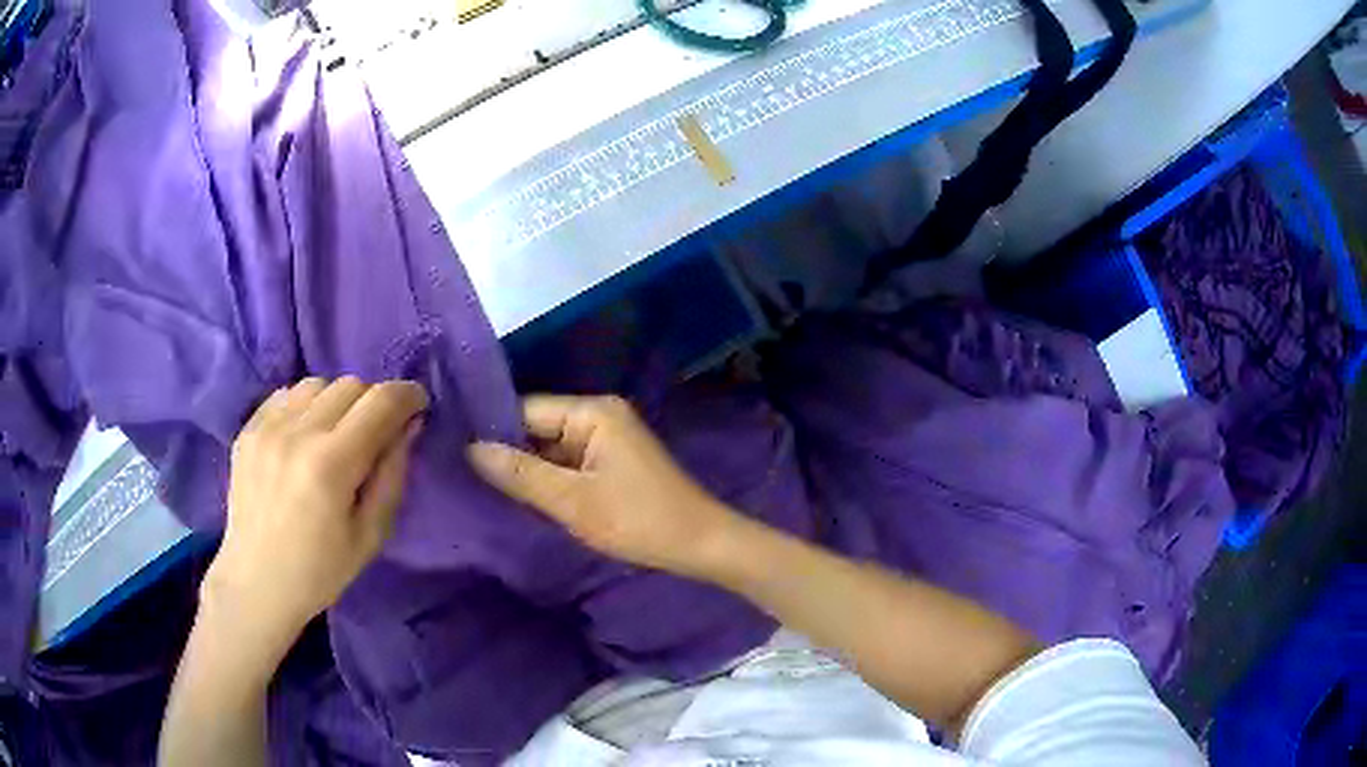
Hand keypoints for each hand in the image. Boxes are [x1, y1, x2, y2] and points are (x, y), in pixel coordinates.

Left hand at [204, 377, 427, 656]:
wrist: (256, 582)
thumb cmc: (321, 570)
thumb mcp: (371, 535)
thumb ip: (392, 474)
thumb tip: (409, 425)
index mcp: (331, 464)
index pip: (381, 402)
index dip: (408, 396)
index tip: (418, 407)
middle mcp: (297, 433)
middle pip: (351, 385)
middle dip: (374, 401)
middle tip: (377, 432)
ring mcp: (267, 427)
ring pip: (318, 384)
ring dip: (338, 401)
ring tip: (337, 433)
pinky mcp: (248, 429)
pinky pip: (287, 394)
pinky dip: (306, 405)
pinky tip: (305, 436)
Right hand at [468, 395, 744, 578]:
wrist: (700, 545)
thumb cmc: (638, 520)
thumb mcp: (573, 501)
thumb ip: (520, 473)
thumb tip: (470, 449)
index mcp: (592, 412)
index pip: (525, 409)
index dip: (492, 431)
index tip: (454, 451)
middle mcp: (598, 415)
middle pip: (537, 427)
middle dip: (507, 452)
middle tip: (461, 474)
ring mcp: (606, 439)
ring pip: (550, 449)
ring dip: (526, 469)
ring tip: (480, 486)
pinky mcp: (611, 463)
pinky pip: (567, 464)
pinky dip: (548, 480)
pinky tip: (521, 497)